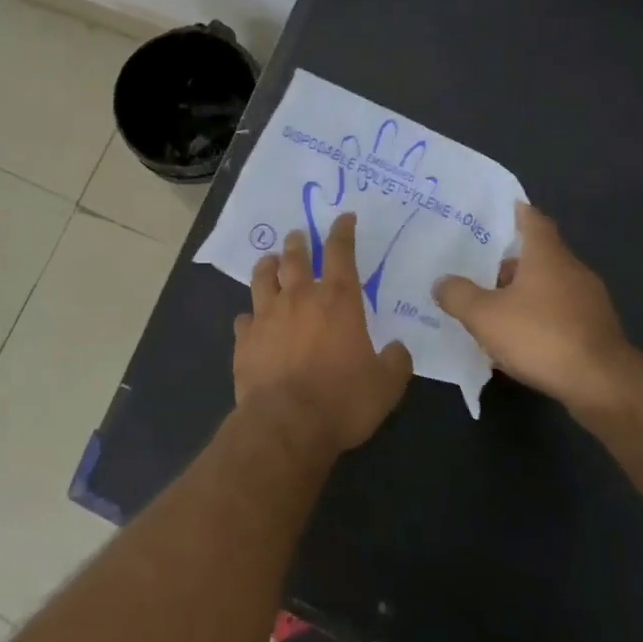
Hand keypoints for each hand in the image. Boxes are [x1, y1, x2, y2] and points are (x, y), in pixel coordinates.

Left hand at [232, 213, 412, 454]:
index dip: (342, 232)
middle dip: (298, 242)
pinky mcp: (244, 339)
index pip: (340, 253)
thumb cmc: (342, 400)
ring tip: (269, 260)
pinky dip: (250, 315)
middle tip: (298, 235)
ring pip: (263, 278)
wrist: (286, 423)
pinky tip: (250, 319)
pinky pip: (244, 318)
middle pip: (295, 258)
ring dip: (267, 265)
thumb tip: (398, 349)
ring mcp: (267, 316)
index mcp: (337, 301)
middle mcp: (299, 299)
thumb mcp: (386, 386)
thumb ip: (395, 362)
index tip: (343, 218)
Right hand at [432, 202, 632, 418]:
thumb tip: (442, 282)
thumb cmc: (540, 336)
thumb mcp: (483, 315)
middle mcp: (573, 271)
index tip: (499, 210)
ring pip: (550, 287)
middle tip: (478, 269)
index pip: (533, 220)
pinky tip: (519, 340)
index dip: (516, 213)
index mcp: (548, 256)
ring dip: (524, 294)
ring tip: (492, 309)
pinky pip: (560, 315)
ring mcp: (590, 302)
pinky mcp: (597, 332)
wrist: (603, 385)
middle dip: (510, 263)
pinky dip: (539, 319)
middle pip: (539, 256)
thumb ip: (458, 295)